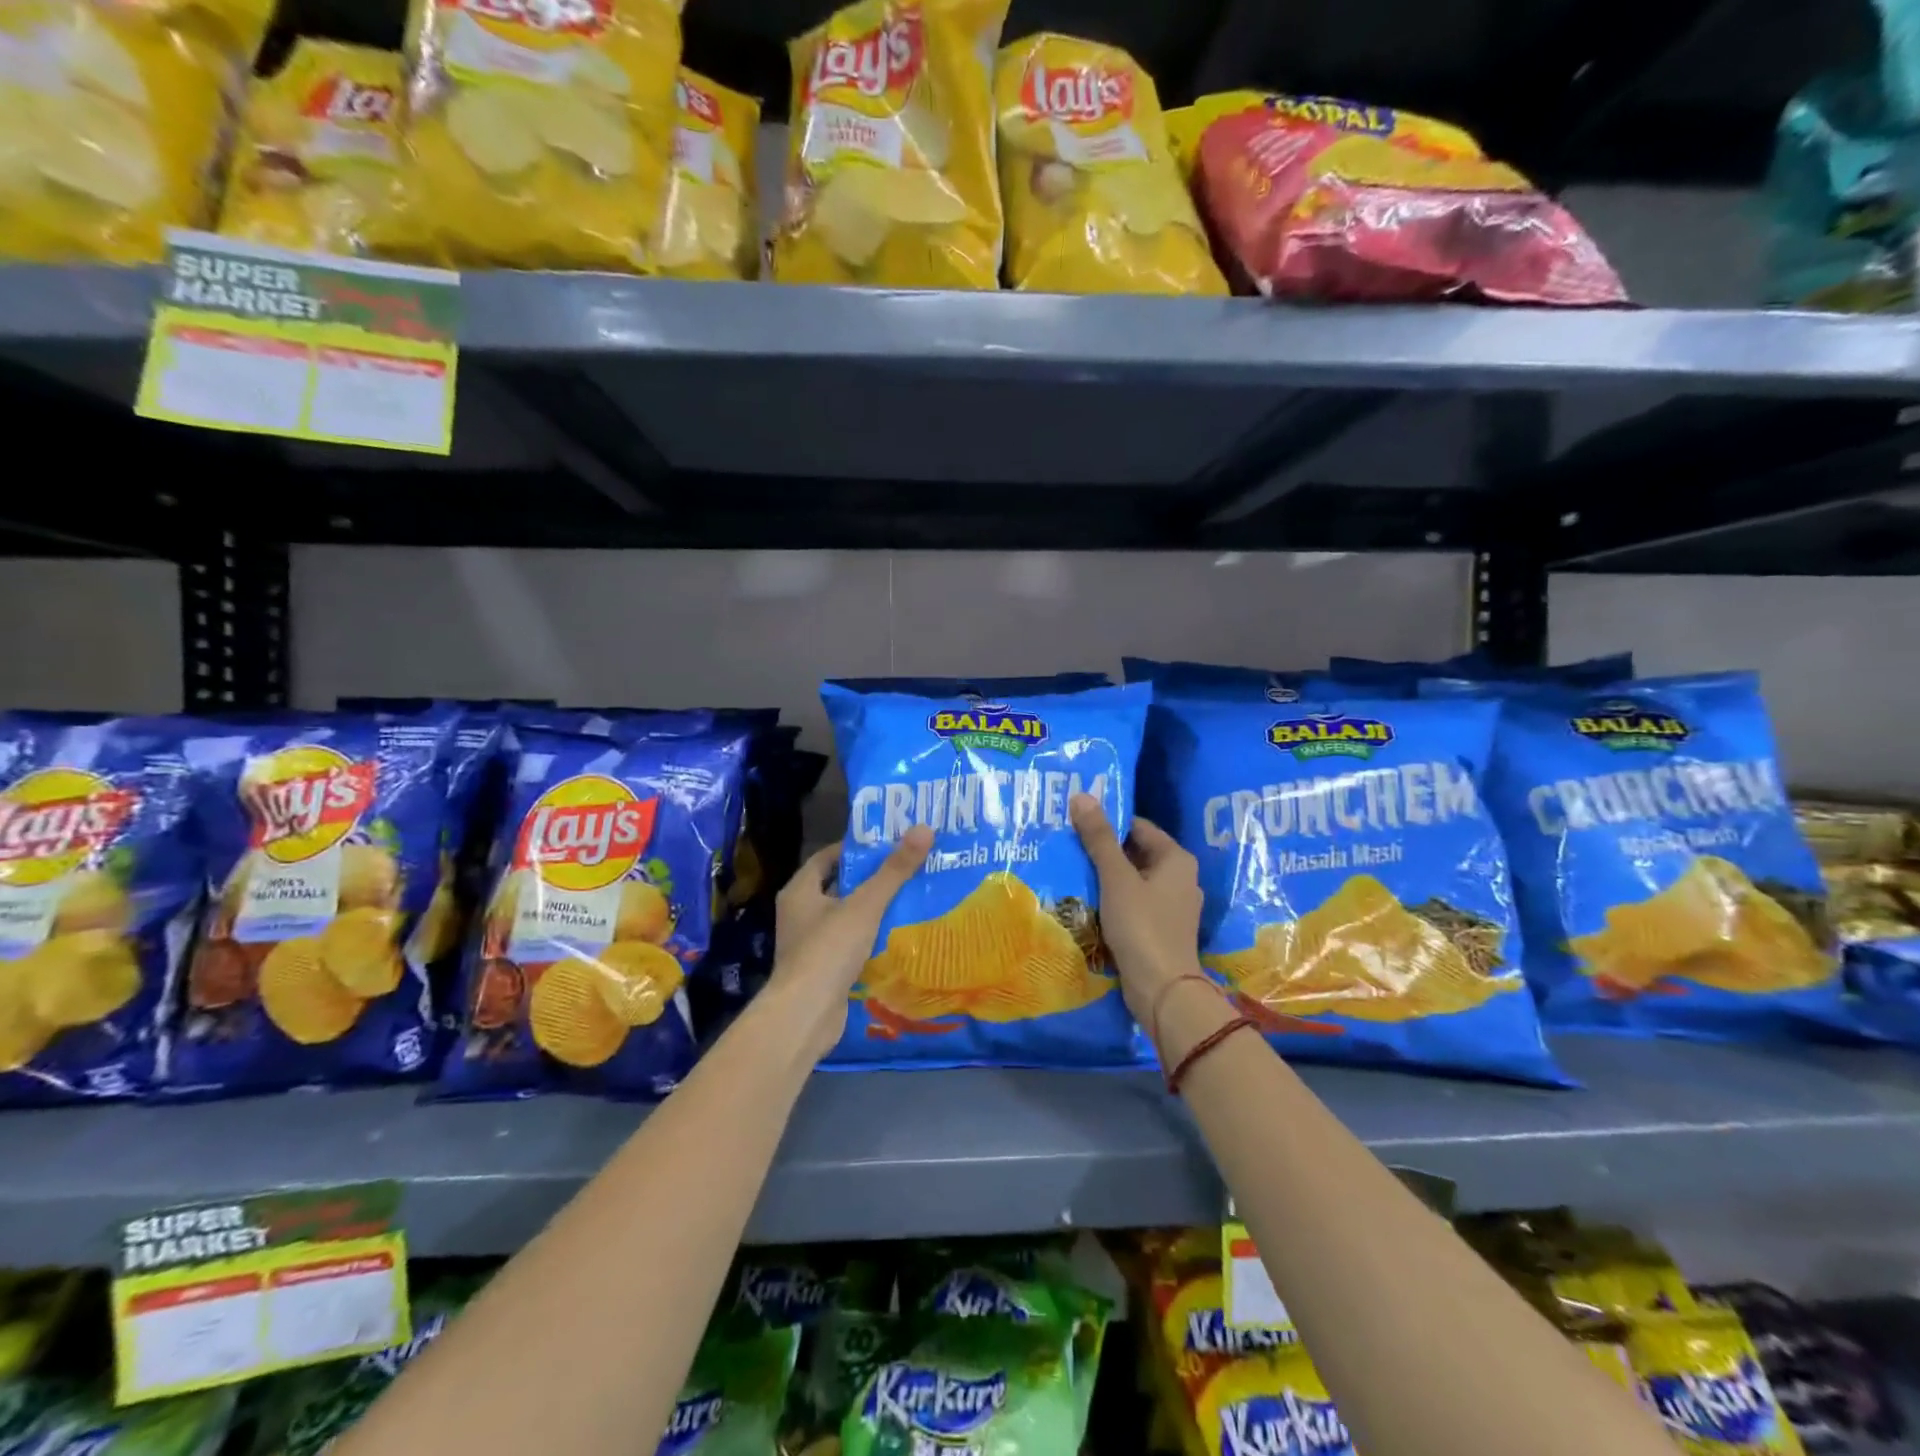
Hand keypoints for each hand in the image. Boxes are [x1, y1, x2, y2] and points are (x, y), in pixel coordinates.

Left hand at [771, 827, 933, 1059]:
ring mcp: (810, 944)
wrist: (805, 1015)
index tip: (888, 844)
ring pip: (847, 918)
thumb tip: (924, 828)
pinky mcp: (823, 970)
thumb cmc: (829, 950)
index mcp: (800, 891)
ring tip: (912, 899)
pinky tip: (899, 937)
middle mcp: (800, 914)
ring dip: (874, 911)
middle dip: (871, 880)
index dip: (856, 849)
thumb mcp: (865, 905)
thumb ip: (894, 870)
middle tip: (907, 869)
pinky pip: (850, 946)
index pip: (827, 857)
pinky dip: (871, 940)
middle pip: (839, 887)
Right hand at [1070, 794, 1203, 1022]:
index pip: (1138, 827)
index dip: (1108, 822)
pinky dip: (1114, 899)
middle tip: (1068, 844)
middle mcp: (1180, 878)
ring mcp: (1172, 906)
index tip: (1076, 822)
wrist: (1163, 990)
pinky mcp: (1162, 929)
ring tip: (1072, 870)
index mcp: (1177, 859)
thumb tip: (1082, 796)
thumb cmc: (1142, 925)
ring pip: (1134, 880)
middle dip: (1104, 850)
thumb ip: (1099, 838)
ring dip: (1107, 876)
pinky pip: (1134, 903)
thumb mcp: (1116, 878)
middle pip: (1136, 853)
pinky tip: (1088, 901)